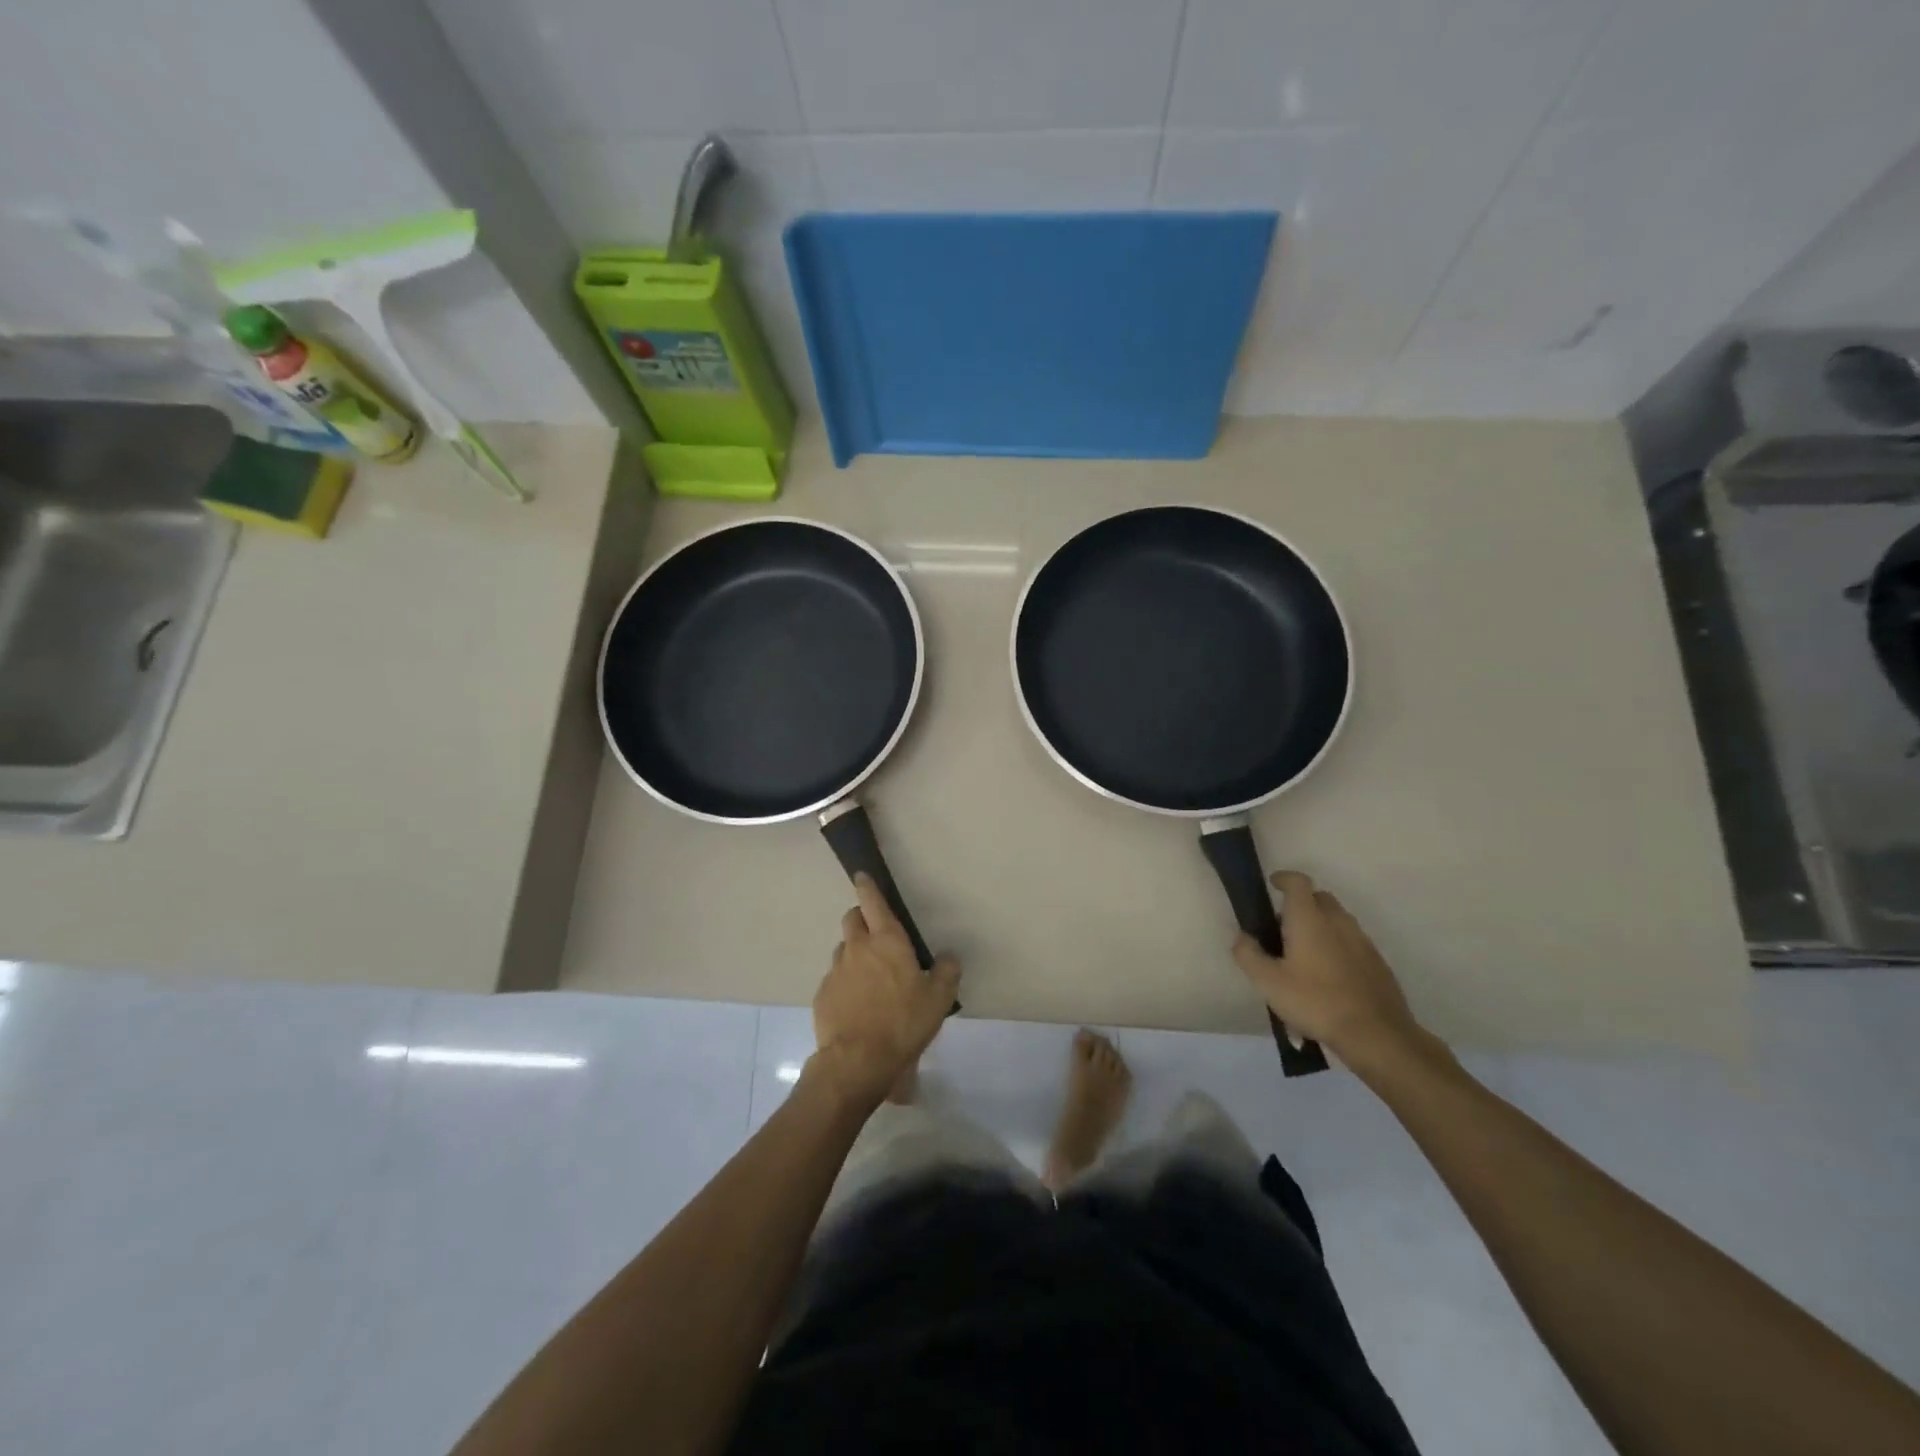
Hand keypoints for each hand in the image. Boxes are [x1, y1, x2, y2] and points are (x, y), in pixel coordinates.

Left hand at [811, 874, 961, 1106]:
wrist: (858, 1060)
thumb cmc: (903, 1022)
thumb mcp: (939, 998)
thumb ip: (947, 972)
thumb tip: (949, 957)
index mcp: (887, 940)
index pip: (873, 902)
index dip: (867, 886)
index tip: (862, 876)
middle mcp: (857, 948)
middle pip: (852, 919)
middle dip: (860, 917)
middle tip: (876, 933)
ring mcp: (836, 971)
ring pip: (843, 950)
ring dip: (854, 954)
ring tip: (870, 977)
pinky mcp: (822, 995)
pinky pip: (835, 980)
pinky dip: (845, 984)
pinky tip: (857, 1005)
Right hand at [1231, 871, 1420, 1068]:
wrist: (1377, 1035)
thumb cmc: (1316, 1002)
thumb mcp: (1268, 982)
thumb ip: (1248, 954)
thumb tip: (1241, 936)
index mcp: (1309, 919)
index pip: (1298, 882)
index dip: (1283, 878)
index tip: (1272, 885)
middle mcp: (1338, 922)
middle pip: (1319, 898)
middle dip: (1301, 904)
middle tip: (1283, 927)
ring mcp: (1362, 941)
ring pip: (1338, 920)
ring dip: (1320, 926)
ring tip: (1304, 956)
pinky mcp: (1377, 963)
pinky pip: (1352, 943)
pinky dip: (1337, 947)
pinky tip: (1328, 978)